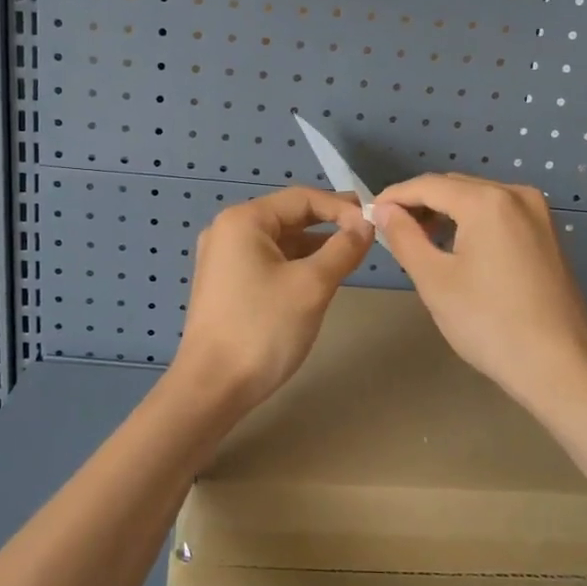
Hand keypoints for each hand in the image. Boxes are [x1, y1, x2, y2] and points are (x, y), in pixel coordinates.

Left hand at [175, 186, 373, 406]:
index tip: (374, 224)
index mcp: (244, 220)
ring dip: (315, 245)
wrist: (212, 387)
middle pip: (289, 216)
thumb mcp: (312, 285)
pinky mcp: (227, 284)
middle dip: (330, 223)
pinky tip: (321, 275)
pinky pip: (269, 261)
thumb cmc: (262, 328)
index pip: (302, 198)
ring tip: (352, 254)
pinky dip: (297, 263)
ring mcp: (224, 259)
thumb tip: (366, 224)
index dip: (341, 207)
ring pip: (281, 241)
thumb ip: (343, 249)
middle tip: (368, 233)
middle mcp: (229, 231)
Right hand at [371, 174, 586, 407]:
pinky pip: (499, 214)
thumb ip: (404, 236)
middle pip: (455, 186)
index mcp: (487, 200)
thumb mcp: (434, 280)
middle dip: (420, 204)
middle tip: (391, 232)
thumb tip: (383, 209)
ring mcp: (538, 213)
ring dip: (446, 213)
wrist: (559, 365)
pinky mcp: (547, 234)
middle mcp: (516, 194)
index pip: (428, 185)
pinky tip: (457, 248)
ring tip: (420, 241)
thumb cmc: (488, 323)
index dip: (394, 197)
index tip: (369, 214)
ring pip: (478, 199)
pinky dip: (472, 222)